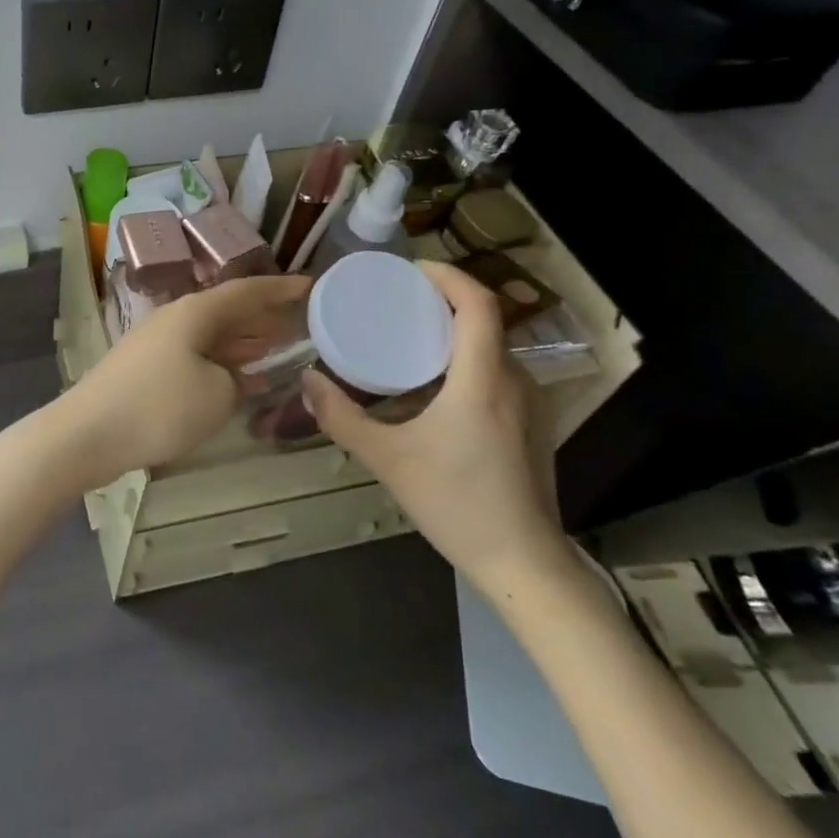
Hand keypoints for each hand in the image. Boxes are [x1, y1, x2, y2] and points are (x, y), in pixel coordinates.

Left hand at [53, 274, 311, 490]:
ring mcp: (156, 343)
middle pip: (227, 311)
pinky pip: (195, 355)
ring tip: (278, 347)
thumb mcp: (216, 395)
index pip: (245, 291)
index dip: (279, 288)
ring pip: (211, 335)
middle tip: (300, 321)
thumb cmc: (159, 407)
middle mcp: (175, 318)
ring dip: (243, 341)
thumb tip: (231, 376)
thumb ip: (236, 380)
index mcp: (194, 312)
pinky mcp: (145, 368)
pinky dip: (221, 363)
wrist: (88, 433)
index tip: (310, 285)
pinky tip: (238, 380)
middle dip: (263, 316)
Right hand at [301, 261, 567, 586]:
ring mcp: (530, 405)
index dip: (447, 275)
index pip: (477, 303)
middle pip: (484, 320)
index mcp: (482, 379)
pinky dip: (466, 359)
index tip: (409, 271)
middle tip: (397, 301)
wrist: (525, 566)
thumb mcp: (387, 459)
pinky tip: (434, 386)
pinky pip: (498, 372)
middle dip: (442, 300)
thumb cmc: (456, 504)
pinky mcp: (531, 425)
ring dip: (454, 331)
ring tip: (410, 337)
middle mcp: (514, 381)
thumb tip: (307, 381)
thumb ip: (341, 418)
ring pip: (492, 347)